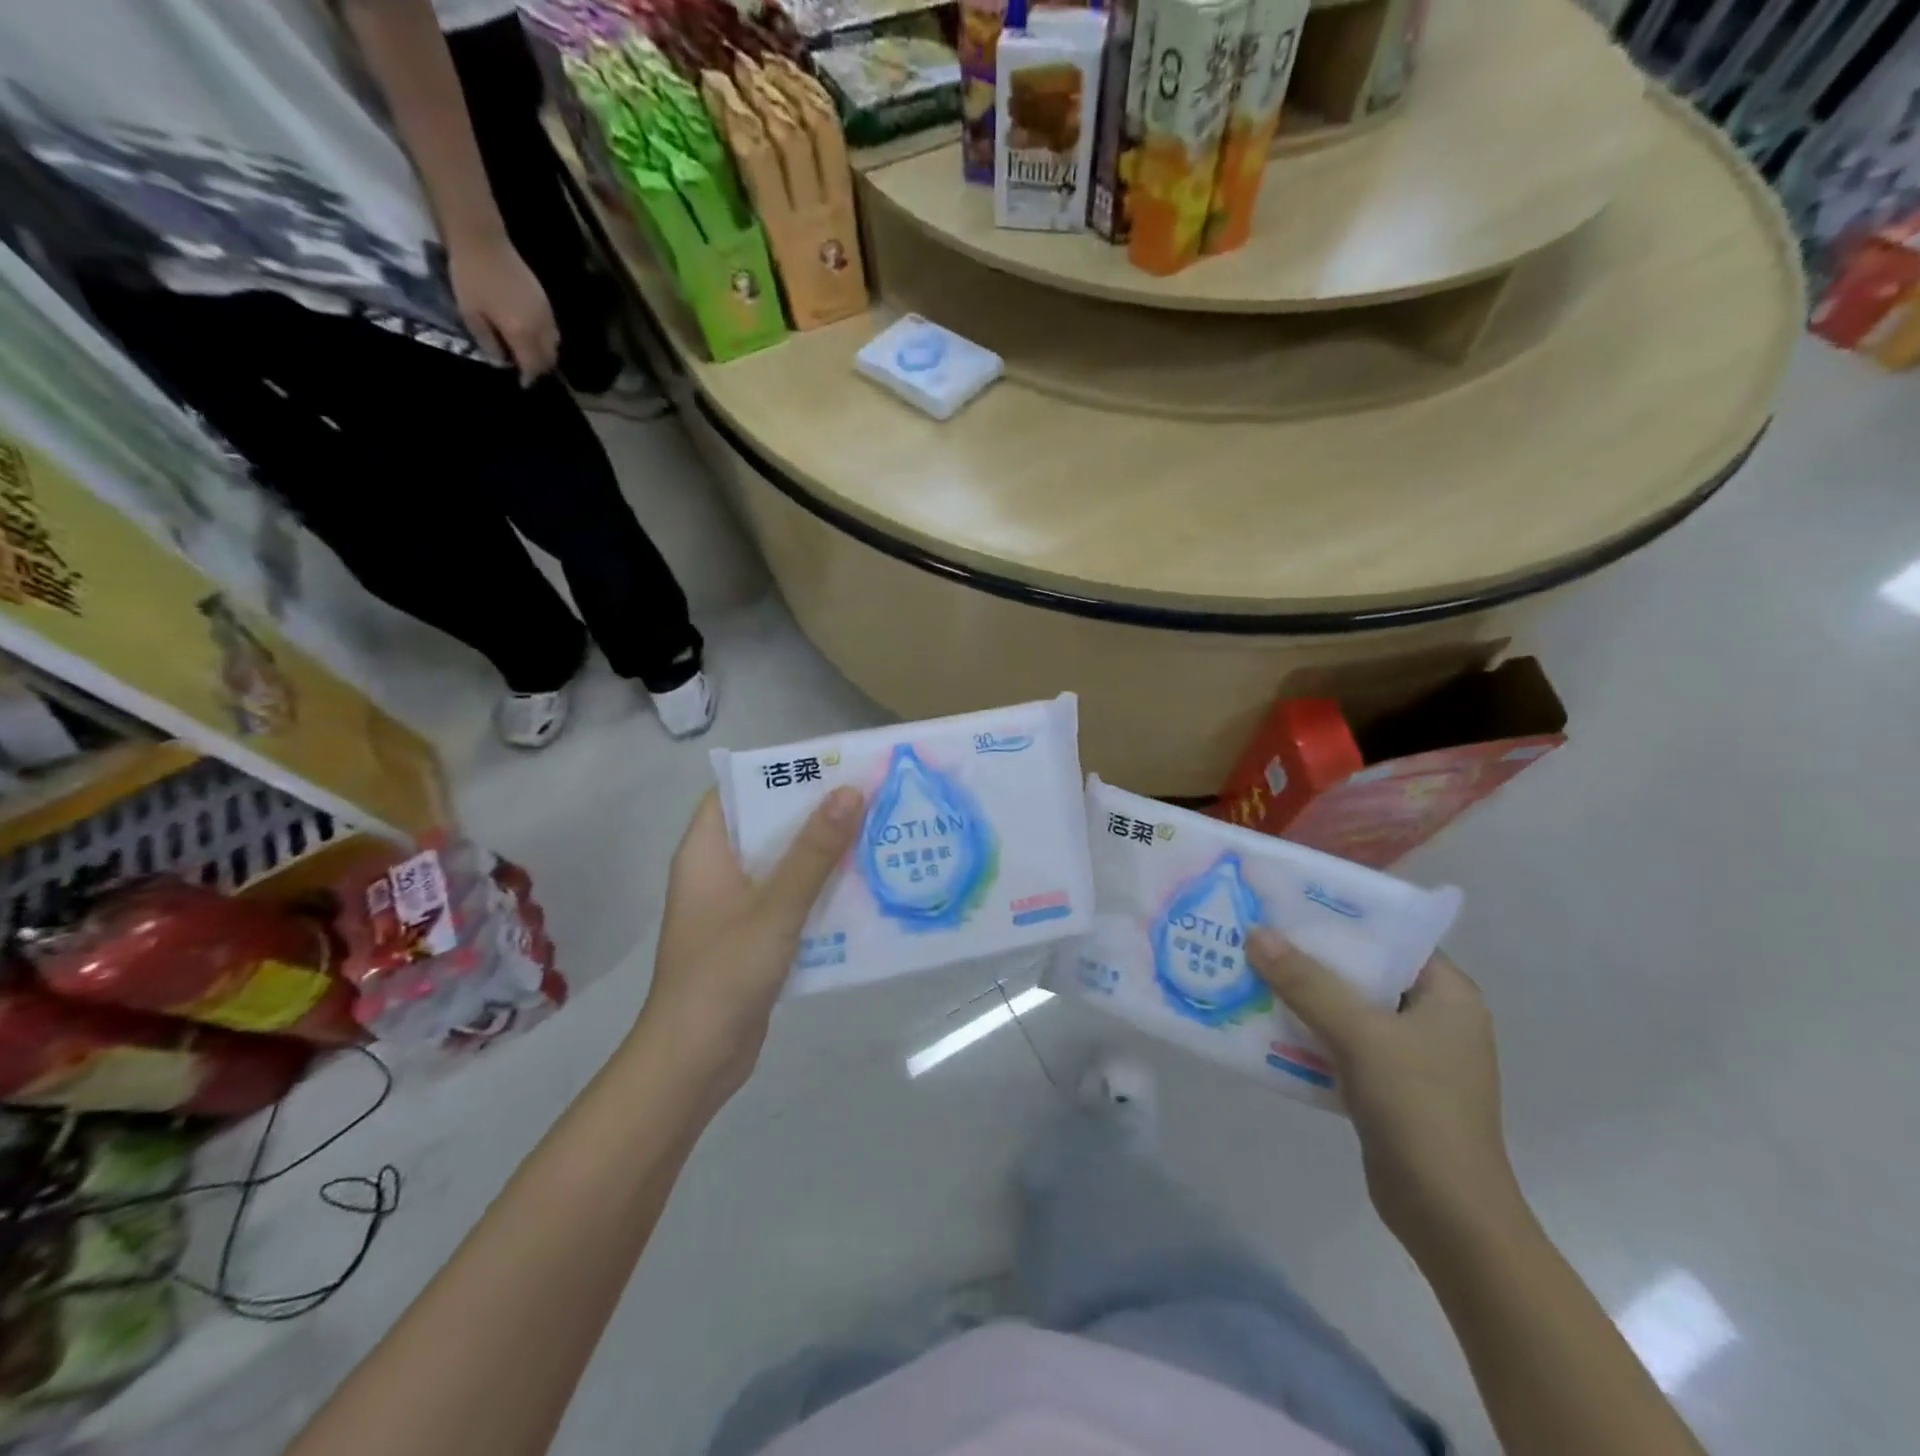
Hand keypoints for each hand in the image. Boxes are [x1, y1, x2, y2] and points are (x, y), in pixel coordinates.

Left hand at [449, 238, 559, 384]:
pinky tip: (531, 335)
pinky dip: (546, 339)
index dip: (528, 377)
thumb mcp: (469, 312)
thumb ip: (487, 341)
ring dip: (544, 354)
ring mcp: (546, 314)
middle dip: (539, 368)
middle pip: (549, 358)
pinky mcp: (546, 303)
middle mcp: (540, 327)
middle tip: (525, 369)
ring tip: (529, 354)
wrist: (482, 240)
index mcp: (521, 332)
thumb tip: (501, 360)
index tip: (521, 383)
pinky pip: (553, 331)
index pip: (533, 365)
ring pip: (555, 345)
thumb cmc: (470, 277)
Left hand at [640, 787, 863, 1100]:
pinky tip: (863, 887)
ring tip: (875, 832)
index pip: (736, 790)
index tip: (829, 764)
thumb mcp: (776, 907)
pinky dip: (820, 890)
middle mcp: (718, 872)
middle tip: (867, 796)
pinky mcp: (753, 936)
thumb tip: (850, 791)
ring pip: (783, 864)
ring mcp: (735, 906)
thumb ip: (813, 851)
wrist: (695, 1060)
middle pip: (767, 826)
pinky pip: (790, 899)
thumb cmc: (724, 973)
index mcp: (706, 852)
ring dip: (823, 852)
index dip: (778, 772)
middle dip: (814, 812)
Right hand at [1247, 931, 1522, 1249]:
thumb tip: (1255, 933)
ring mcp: (1411, 1053)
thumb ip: (1307, 983)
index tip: (1288, 901)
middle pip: (1363, 970)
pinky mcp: (1387, 1084)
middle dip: (1310, 955)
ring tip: (1250, 968)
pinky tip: (1264, 1021)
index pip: (1391, 935)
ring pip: (1347, 1006)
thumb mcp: (1361, 1036)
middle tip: (1257, 932)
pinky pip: (1340, 1041)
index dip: (1341, 916)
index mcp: (1449, 994)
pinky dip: (1307, 1030)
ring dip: (1302, 993)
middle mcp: (1433, 1016)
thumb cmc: (1420, 1111)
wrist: (1448, 1217)